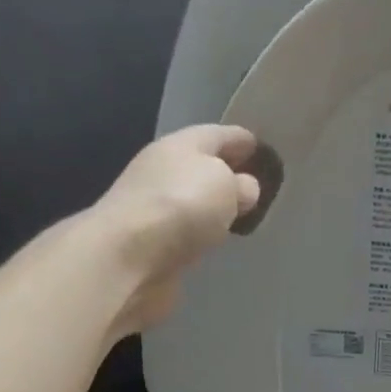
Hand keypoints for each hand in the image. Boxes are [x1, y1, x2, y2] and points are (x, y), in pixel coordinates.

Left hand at [94, 124, 261, 336]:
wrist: (129, 256)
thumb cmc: (182, 208)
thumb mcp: (224, 185)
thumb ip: (241, 185)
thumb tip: (245, 188)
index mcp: (181, 144)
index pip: (218, 135)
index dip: (241, 140)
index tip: (261, 146)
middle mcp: (163, 169)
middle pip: (201, 164)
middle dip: (225, 170)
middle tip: (253, 183)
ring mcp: (153, 206)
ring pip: (191, 198)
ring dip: (211, 203)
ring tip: (236, 212)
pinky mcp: (151, 242)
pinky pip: (184, 229)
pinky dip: (199, 230)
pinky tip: (211, 238)